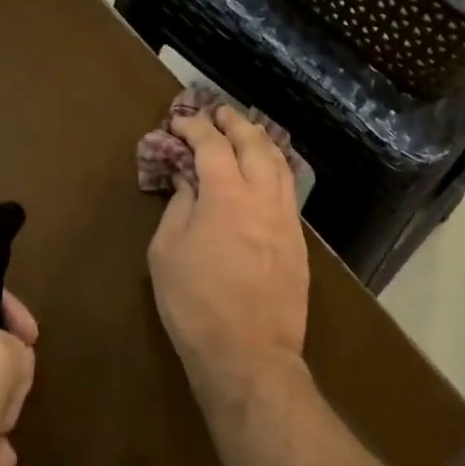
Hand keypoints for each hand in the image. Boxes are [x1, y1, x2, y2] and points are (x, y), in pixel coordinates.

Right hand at [148, 106, 309, 399]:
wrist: (249, 352)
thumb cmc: (195, 304)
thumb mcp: (167, 253)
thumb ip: (179, 207)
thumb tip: (190, 181)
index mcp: (226, 194)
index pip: (212, 145)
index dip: (196, 127)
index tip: (181, 120)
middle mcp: (262, 196)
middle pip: (254, 144)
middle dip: (235, 123)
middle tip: (219, 113)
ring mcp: (286, 218)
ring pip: (280, 164)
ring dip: (262, 141)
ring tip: (248, 132)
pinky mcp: (298, 240)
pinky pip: (289, 190)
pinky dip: (277, 169)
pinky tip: (269, 171)